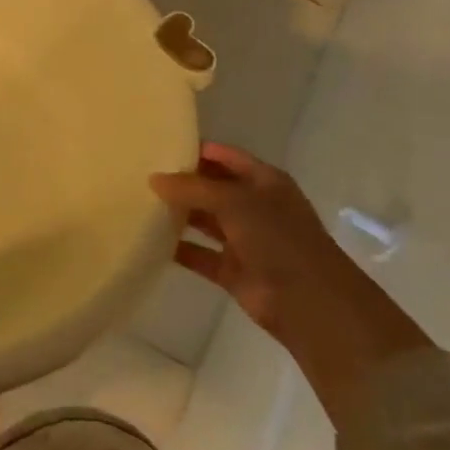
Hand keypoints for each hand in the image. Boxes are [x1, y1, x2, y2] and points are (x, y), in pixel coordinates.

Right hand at [151, 142, 430, 429]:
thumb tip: (154, 179)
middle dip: (182, 182)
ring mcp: (245, 240)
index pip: (225, 157)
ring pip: (205, 221)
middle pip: (212, 188)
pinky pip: (199, 254)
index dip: (196, 150)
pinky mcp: (233, 270)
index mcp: (264, 182)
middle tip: (141, 175)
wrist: (309, 303)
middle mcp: (254, 207)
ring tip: (139, 204)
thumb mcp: (234, 202)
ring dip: (179, 215)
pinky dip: (179, 249)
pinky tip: (149, 241)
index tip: (159, 146)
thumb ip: (193, 188)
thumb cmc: (278, 239)